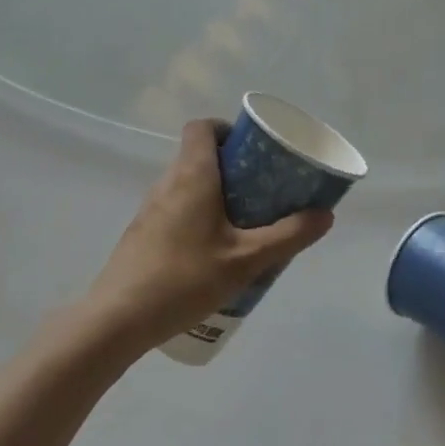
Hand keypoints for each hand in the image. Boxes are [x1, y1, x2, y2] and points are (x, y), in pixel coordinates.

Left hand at [84, 119, 334, 351]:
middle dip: (232, 167)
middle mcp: (167, 183)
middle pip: (198, 155)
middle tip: (261, 190)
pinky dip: (198, 216)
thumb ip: (288, 236)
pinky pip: (176, 209)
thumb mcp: (246, 259)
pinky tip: (214, 252)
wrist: (118, 318)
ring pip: (187, 185)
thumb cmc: (185, 278)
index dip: (227, 129)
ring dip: (215, 194)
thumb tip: (325, 214)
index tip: (252, 150)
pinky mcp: (142, 234)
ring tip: (244, 223)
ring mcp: (150, 209)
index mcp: (192, 175)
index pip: (202, 127)